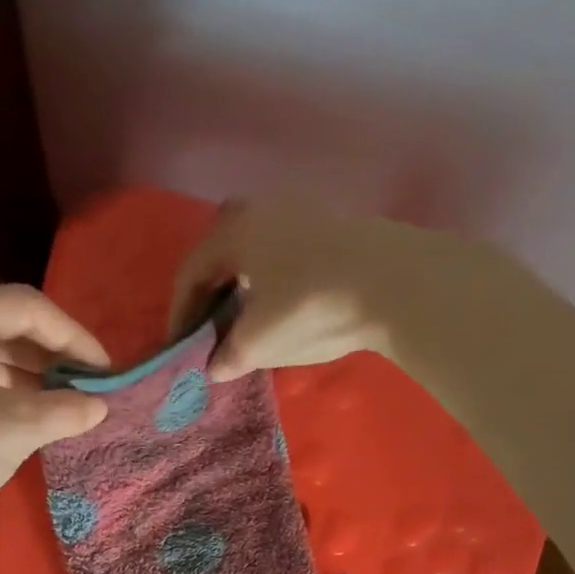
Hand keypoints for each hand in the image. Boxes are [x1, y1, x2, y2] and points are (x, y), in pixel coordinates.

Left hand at [0, 286, 108, 573]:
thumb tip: (100, 406)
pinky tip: (26, 421)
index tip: (107, 371)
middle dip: (52, 354)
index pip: (26, 306)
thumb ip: (63, 411)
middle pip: (5, 325)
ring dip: (30, 376)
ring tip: (65, 406)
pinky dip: (4, 395)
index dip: (74, 335)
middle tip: (89, 387)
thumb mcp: (12, 428)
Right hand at [170, 197, 417, 382]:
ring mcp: (303, 209)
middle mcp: (262, 208)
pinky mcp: (336, 222)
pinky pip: (287, 247)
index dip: (180, 313)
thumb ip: (227, 356)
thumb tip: (215, 365)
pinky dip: (273, 275)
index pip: (191, 272)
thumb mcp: (257, 343)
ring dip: (244, 280)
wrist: (395, 283)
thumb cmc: (308, 308)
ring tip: (246, 315)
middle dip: (210, 287)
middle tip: (209, 322)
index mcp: (233, 231)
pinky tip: (284, 301)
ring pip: (257, 245)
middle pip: (221, 248)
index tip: (179, 346)